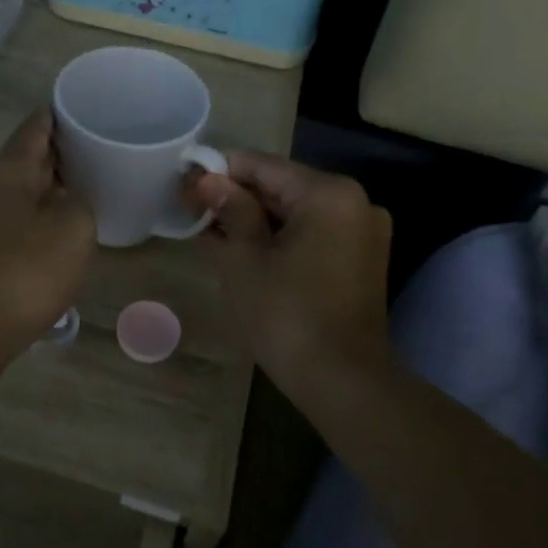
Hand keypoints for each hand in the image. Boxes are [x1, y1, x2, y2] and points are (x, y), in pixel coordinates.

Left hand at [0, 109, 96, 352]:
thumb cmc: (24, 272)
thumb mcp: (73, 228)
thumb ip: (79, 201)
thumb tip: (68, 200)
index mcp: (8, 172)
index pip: (35, 127)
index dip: (59, 113)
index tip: (85, 107)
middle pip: (26, 159)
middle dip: (60, 153)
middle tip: (98, 150)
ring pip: (20, 193)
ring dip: (49, 189)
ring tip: (86, 190)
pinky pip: (14, 223)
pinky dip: (38, 219)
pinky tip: (58, 234)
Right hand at [190, 151, 393, 382]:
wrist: (342, 381)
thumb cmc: (286, 314)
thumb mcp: (244, 258)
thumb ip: (227, 209)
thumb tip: (206, 180)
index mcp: (328, 193)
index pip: (261, 165)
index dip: (218, 171)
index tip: (184, 183)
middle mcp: (354, 202)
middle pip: (281, 186)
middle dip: (236, 197)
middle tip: (192, 211)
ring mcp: (363, 231)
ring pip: (296, 211)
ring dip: (255, 219)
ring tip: (211, 232)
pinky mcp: (362, 258)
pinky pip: (312, 232)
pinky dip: (279, 237)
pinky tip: (245, 250)